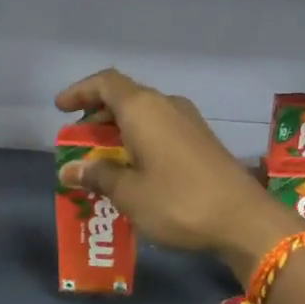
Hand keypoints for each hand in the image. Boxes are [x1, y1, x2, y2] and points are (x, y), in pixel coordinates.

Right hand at [56, 68, 303, 277]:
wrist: (243, 220)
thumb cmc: (178, 202)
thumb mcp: (129, 193)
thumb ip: (98, 176)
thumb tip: (70, 170)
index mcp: (144, 109)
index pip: (106, 83)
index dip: (80, 91)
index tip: (61, 108)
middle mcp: (167, 106)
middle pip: (125, 98)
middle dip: (97, 117)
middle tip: (78, 142)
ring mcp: (189, 122)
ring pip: (145, 115)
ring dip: (119, 131)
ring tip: (101, 160)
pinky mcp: (202, 141)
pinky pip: (161, 130)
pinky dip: (140, 141)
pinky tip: (134, 169)